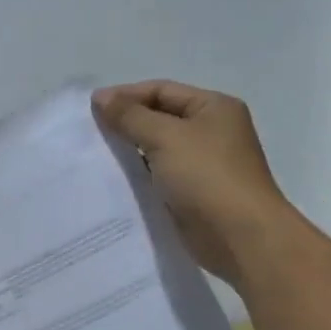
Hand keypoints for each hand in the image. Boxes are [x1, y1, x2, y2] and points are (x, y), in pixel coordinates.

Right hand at [92, 80, 291, 283]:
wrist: (240, 238)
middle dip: (127, 124)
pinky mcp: (195, 195)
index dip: (126, 96)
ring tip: (96, 158)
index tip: (91, 108)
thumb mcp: (166, 137)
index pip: (163, 91)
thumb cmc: (207, 177)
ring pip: (159, 150)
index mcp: (214, 108)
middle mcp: (212, 132)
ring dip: (131, 153)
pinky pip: (161, 178)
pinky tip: (115, 183)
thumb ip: (131, 116)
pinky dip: (140, 178)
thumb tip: (102, 97)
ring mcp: (205, 166)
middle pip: (161, 118)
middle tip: (90, 133)